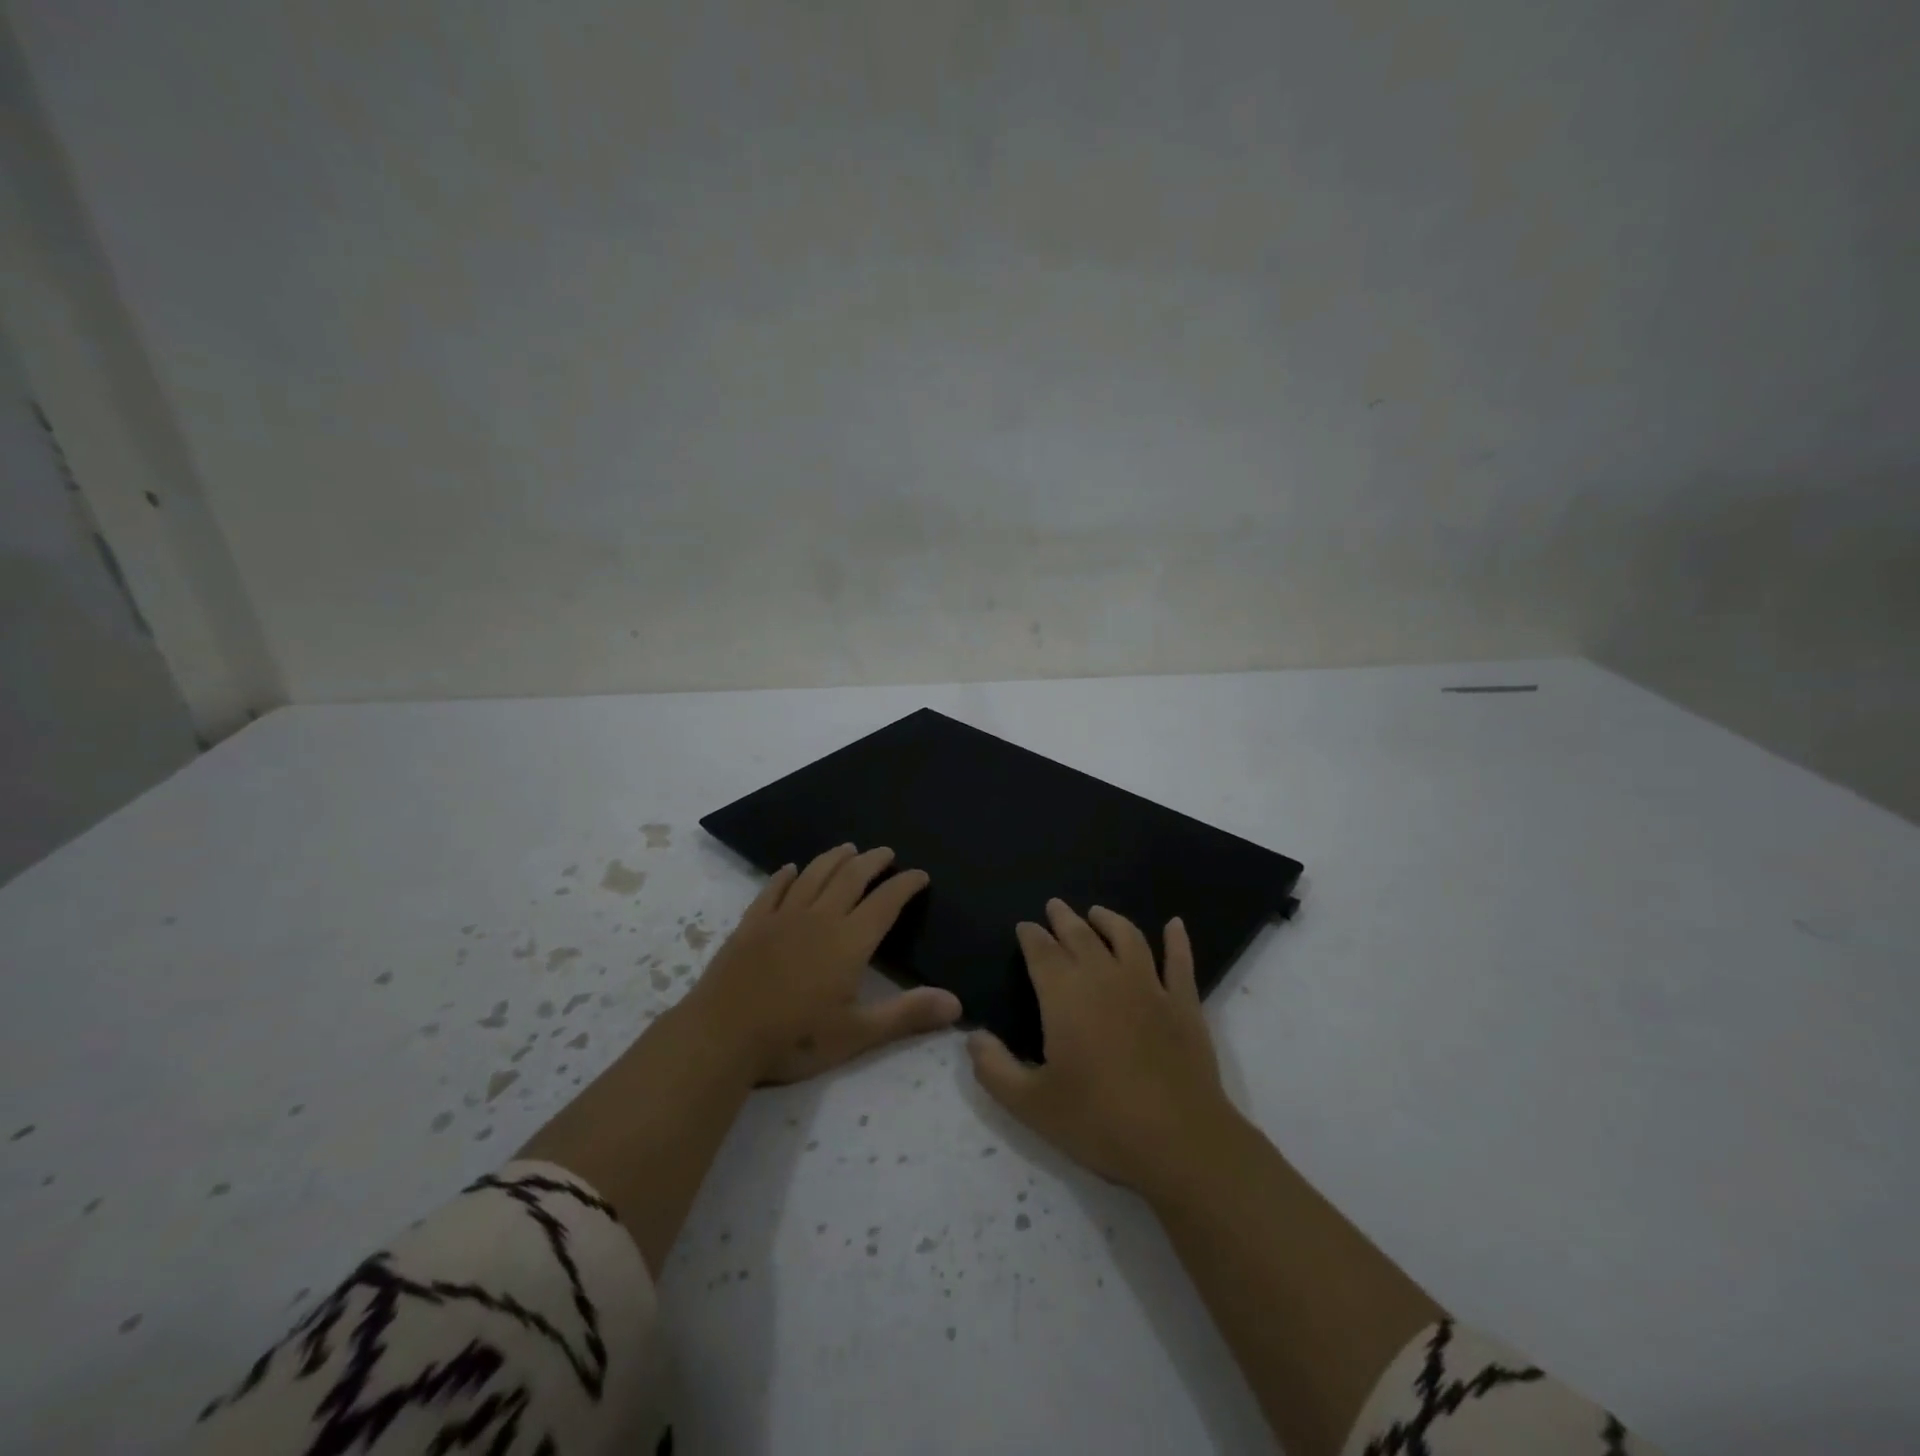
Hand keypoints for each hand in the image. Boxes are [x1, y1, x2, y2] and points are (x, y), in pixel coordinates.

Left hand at [682, 843, 960, 1084]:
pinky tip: (790, 869)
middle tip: (886, 852)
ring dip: (834, 859)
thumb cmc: (794, 1038)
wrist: (721, 1036)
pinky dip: (785, 876)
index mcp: (849, 941)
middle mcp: (819, 918)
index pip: (885, 902)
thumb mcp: (857, 1034)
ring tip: (848, 848)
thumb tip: (957, 1004)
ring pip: (814, 875)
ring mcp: (781, 917)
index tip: (920, 874)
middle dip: (872, 861)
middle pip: (850, 877)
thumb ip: (907, 1015)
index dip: (905, 885)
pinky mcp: (751, 924)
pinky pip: (772, 890)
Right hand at [968, 899, 1240, 1195]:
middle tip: (1054, 906)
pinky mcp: (1184, 1004)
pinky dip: (1177, 940)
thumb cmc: (1098, 1121)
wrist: (1179, 1141)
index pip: (1042, 952)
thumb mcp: (1030, 1104)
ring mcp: (1149, 987)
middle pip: (1081, 936)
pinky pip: (1179, 961)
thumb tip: (973, 1036)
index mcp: (1065, 996)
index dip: (1031, 936)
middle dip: (1064, 919)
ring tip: (1097, 912)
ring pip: (1127, 937)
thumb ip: (994, 1068)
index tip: (1024, 926)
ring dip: (1110, 920)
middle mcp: (1105, 978)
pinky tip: (1175, 925)